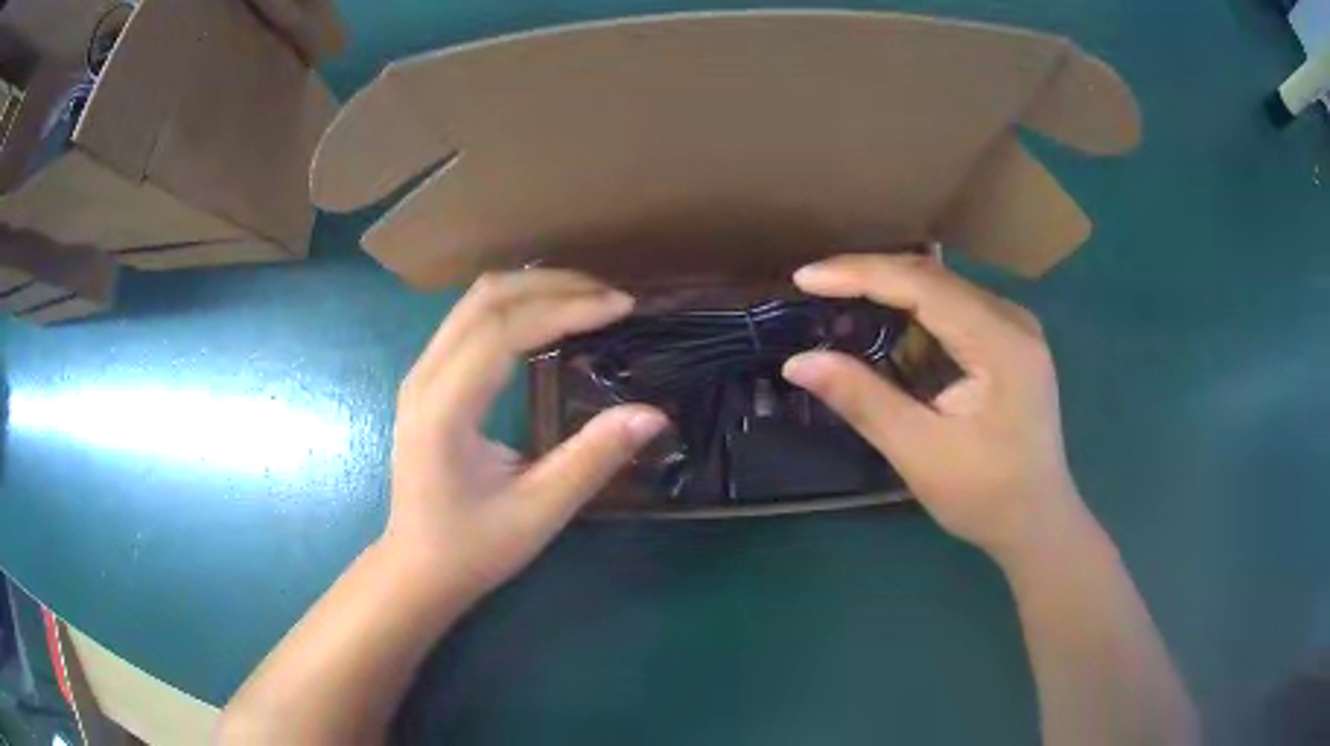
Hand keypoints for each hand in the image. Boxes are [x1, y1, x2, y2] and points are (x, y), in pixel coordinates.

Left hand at [384, 269, 665, 599]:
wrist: (418, 569)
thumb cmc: (473, 547)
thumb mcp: (539, 511)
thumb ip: (593, 459)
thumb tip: (653, 414)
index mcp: (445, 410)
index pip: (504, 330)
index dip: (565, 308)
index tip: (621, 307)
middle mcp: (424, 378)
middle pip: (485, 298)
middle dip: (552, 285)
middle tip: (611, 297)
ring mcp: (420, 375)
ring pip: (474, 301)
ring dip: (532, 289)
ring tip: (588, 299)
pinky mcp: (427, 381)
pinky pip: (469, 320)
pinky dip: (514, 306)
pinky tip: (548, 318)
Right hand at [781, 254, 1088, 562]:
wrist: (1037, 522)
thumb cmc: (985, 495)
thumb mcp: (919, 452)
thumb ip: (862, 400)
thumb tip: (797, 362)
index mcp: (1000, 341)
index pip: (922, 284)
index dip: (859, 274)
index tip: (804, 279)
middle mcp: (1013, 319)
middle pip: (933, 276)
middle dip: (870, 277)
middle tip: (814, 287)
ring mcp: (1015, 328)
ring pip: (943, 289)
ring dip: (890, 293)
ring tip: (839, 302)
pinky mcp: (1011, 342)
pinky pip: (955, 309)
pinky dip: (915, 313)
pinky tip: (887, 326)